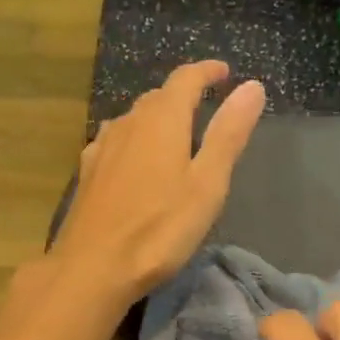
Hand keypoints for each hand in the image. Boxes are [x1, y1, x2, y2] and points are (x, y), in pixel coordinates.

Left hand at [52, 62, 265, 304]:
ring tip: (174, 131)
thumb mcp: (207, 184)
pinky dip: (134, 139)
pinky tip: (134, 158)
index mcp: (161, 121)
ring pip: (133, 119)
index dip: (207, 72)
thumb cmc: (160, 230)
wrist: (93, 267)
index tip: (224, 72)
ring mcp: (102, 148)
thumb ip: (228, 134)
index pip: (185, 79)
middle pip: (157, 97)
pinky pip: (115, 141)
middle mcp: (128, 124)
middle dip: (182, 94)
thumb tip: (252, 87)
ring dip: (156, 116)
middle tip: (204, 104)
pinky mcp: (87, 174)